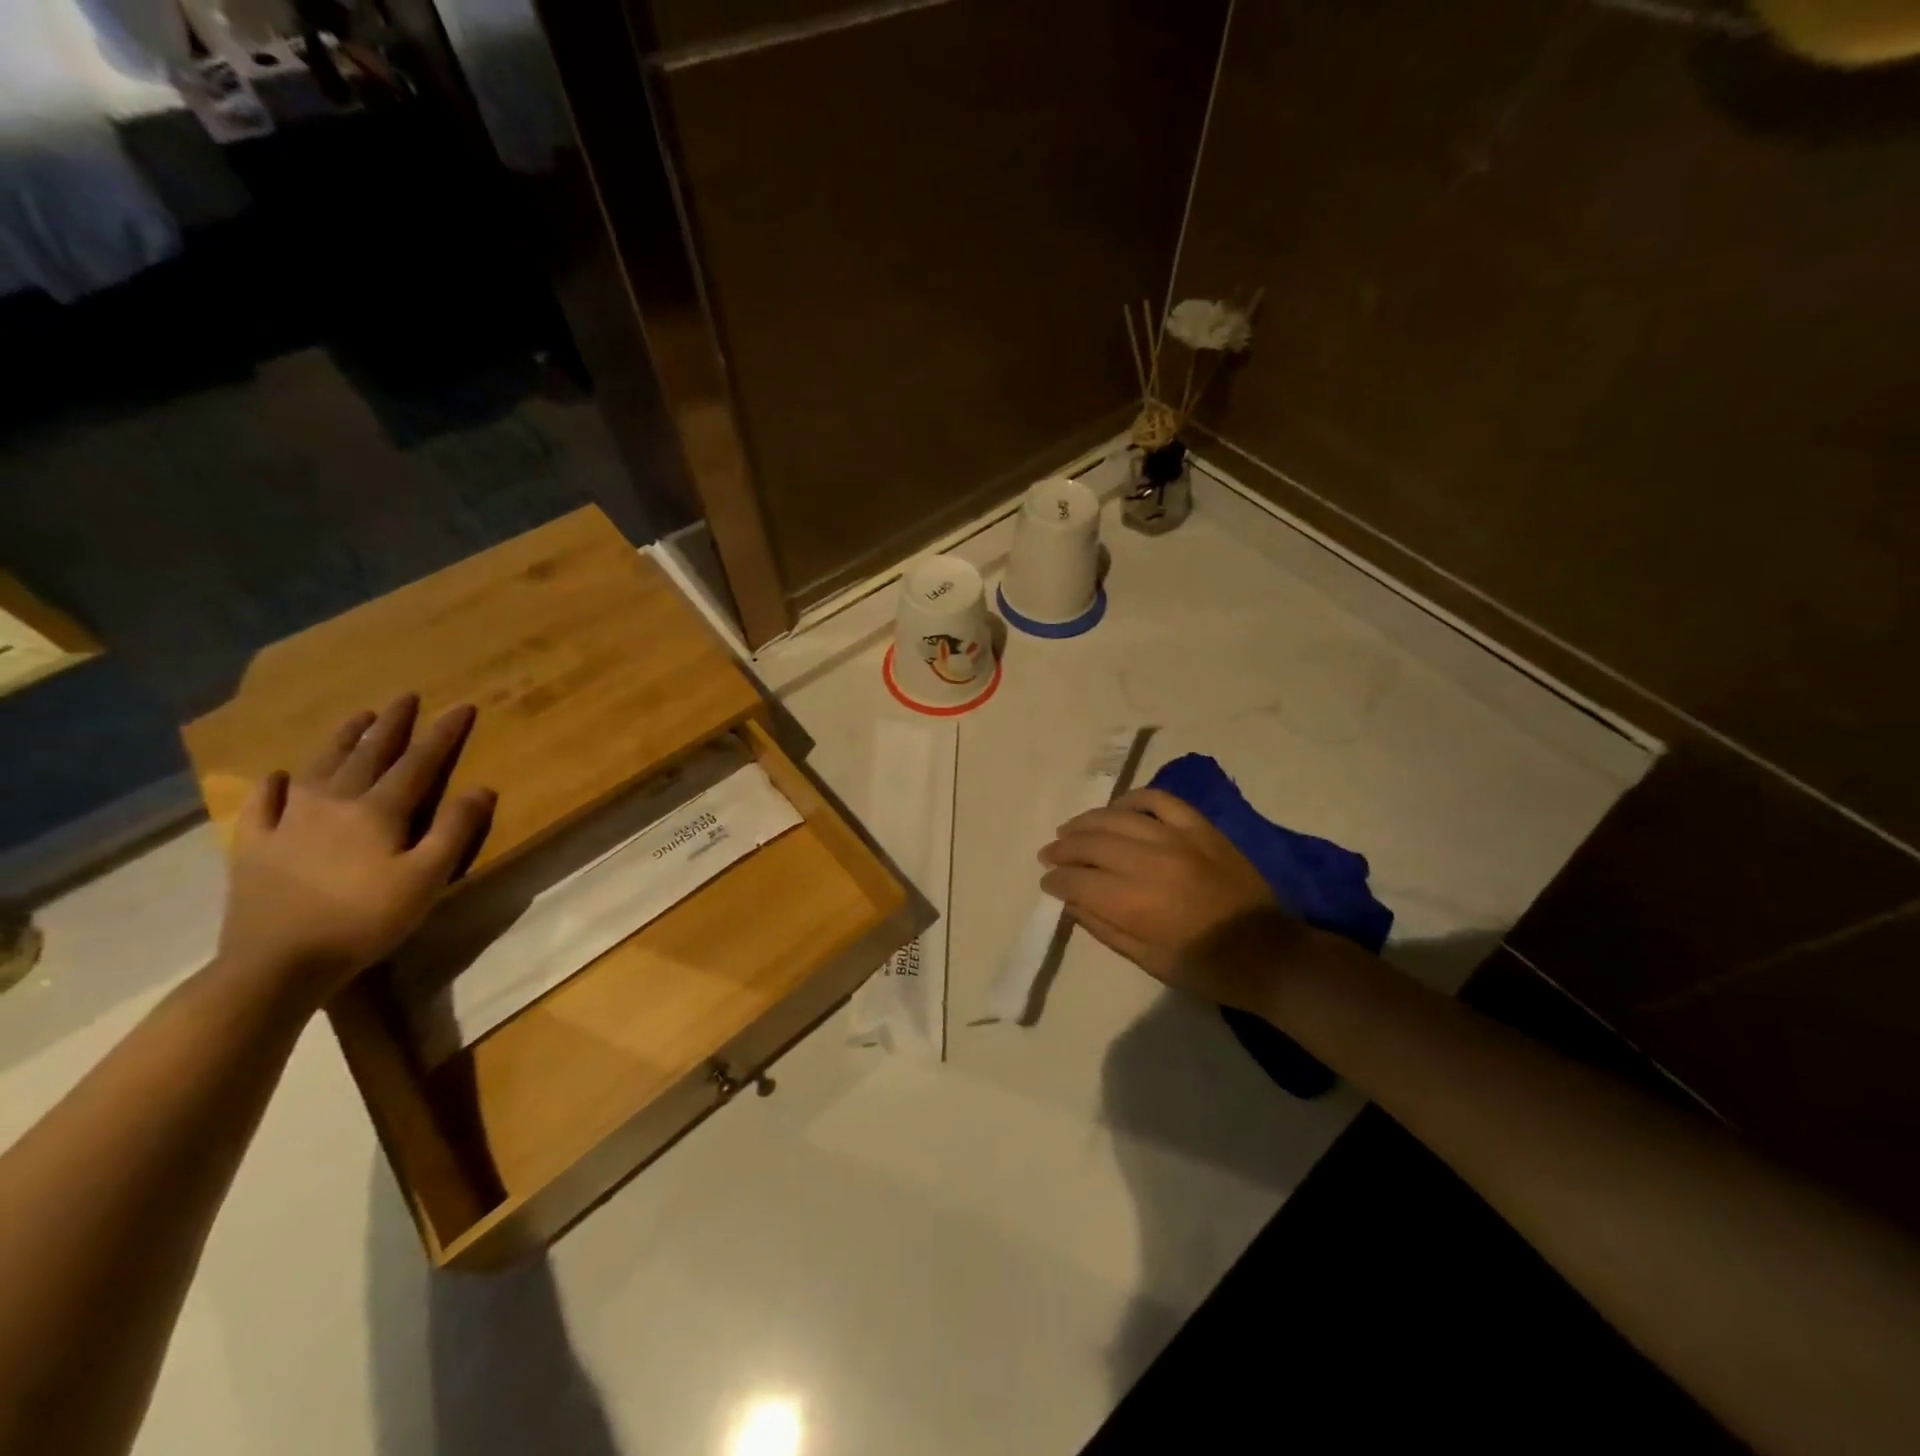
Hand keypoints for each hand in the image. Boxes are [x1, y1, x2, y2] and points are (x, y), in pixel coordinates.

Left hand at [216, 695, 495, 1000]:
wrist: (276, 964)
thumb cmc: (365, 920)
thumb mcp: (427, 879)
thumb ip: (455, 830)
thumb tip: (481, 788)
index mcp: (378, 811)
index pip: (419, 762)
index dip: (443, 733)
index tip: (462, 706)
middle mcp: (333, 803)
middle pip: (368, 754)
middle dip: (392, 725)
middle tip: (406, 697)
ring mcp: (288, 822)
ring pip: (319, 767)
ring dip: (342, 739)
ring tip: (359, 718)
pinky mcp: (255, 846)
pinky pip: (264, 804)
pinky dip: (275, 784)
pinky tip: (281, 776)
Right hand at [1039, 788, 1306, 1011]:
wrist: (1268, 953)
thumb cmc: (1204, 967)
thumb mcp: (1146, 960)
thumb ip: (1103, 927)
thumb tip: (1070, 901)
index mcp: (1135, 903)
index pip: (1078, 880)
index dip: (1056, 879)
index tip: (1047, 881)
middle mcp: (1150, 863)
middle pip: (1092, 843)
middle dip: (1063, 848)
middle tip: (1049, 854)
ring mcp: (1177, 838)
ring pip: (1118, 817)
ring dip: (1087, 822)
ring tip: (1071, 830)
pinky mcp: (1200, 828)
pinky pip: (1159, 800)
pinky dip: (1132, 800)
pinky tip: (1117, 810)